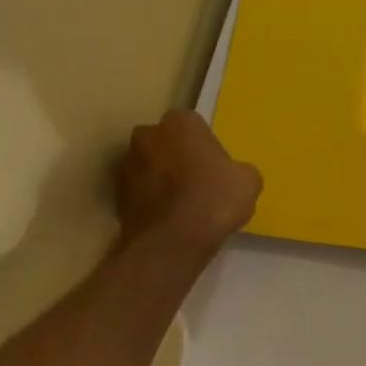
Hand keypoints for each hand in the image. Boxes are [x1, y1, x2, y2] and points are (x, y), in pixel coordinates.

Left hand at [116, 110, 261, 257]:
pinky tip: (167, 221)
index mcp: (180, 122)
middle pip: (166, 143)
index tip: (214, 168)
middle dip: (177, 157)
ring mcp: (127, 164)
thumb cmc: (214, 201)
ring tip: (181, 207)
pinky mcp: (116, 194)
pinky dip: (149, 201)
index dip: (205, 147)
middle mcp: (147, 135)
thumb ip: (239, 170)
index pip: (194, 126)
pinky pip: (138, 192)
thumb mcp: (249, 182)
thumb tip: (233, 175)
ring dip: (160, 179)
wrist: (171, 243)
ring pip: (149, 166)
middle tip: (197, 184)